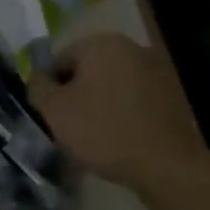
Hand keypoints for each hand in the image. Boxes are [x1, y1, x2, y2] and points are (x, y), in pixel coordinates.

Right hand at [29, 33, 209, 192]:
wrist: (166, 166)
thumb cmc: (103, 131)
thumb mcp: (53, 110)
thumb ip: (37, 86)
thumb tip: (39, 78)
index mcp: (101, 43)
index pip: (60, 60)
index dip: (49, 89)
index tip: (50, 116)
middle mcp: (131, 47)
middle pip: (87, 70)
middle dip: (76, 95)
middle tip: (69, 127)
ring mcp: (156, 70)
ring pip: (111, 85)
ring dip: (99, 104)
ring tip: (94, 136)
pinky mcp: (172, 95)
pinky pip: (134, 100)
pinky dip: (122, 113)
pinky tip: (119, 138)